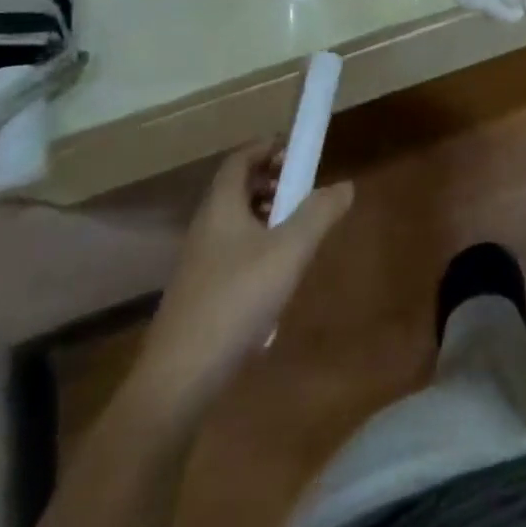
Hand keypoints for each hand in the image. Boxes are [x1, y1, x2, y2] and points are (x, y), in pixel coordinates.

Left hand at [133, 141, 352, 406]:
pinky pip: (232, 252)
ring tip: (297, 232)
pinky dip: (257, 247)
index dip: (268, 147)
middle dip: (272, 181)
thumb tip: (345, 185)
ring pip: (236, 222)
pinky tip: (277, 277)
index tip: (298, 152)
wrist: (180, 379)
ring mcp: (199, 262)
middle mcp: (205, 227)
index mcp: (221, 207)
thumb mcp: (290, 251)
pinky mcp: (200, 294)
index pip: (240, 159)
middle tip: (303, 191)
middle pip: (237, 188)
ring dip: (266, 215)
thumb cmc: (237, 300)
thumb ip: (319, 213)